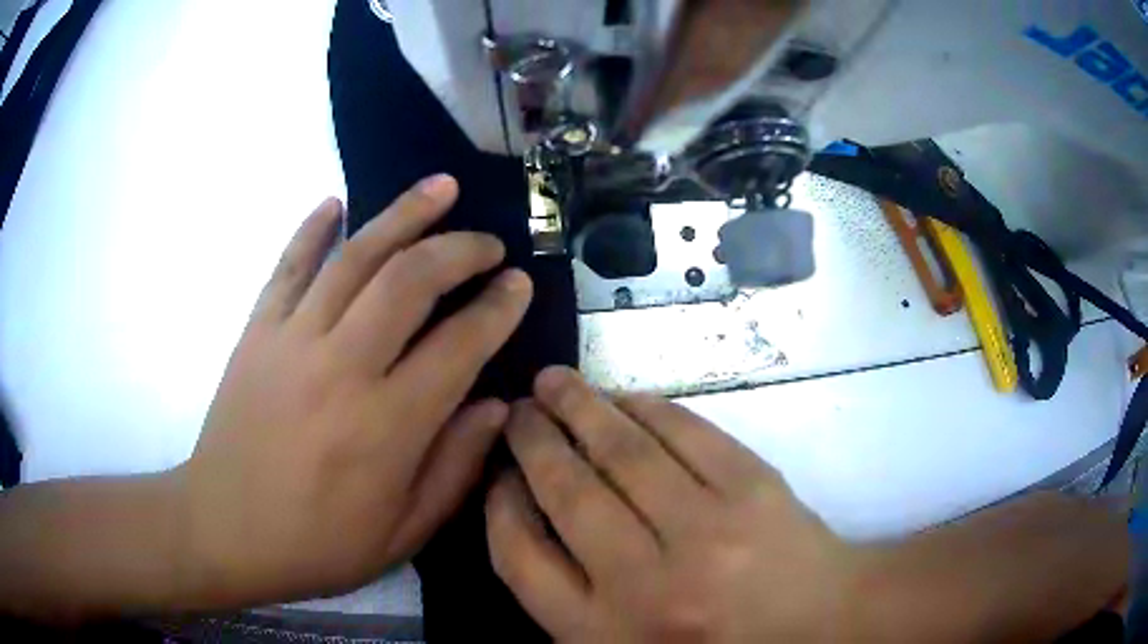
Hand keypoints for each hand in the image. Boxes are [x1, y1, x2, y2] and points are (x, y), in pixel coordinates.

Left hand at [176, 175, 532, 605]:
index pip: (459, 346)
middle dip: (460, 249)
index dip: (497, 308)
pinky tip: (336, 202)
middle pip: (410, 280)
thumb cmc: (317, 543)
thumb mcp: (402, 532)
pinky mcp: (257, 331)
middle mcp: (342, 368)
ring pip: (355, 257)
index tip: (519, 284)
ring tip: (441, 187)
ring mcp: (292, 340)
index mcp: (387, 426)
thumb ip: (455, 467)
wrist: (224, 529)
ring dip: (403, 214)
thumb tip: (498, 407)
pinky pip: (288, 266)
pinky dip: (313, 229)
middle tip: (488, 244)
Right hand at [486, 367, 858, 641]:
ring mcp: (706, 529)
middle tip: (518, 411)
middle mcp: (646, 583)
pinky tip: (623, 397)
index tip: (500, 475)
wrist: (816, 626)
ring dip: (579, 406)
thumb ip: (567, 596)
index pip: (520, 557)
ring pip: (622, 449)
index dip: (499, 505)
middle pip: (566, 491)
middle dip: (532, 440)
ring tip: (554, 383)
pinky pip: (684, 432)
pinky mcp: (753, 487)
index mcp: (603, 633)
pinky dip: (646, 407)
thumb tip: (527, 509)